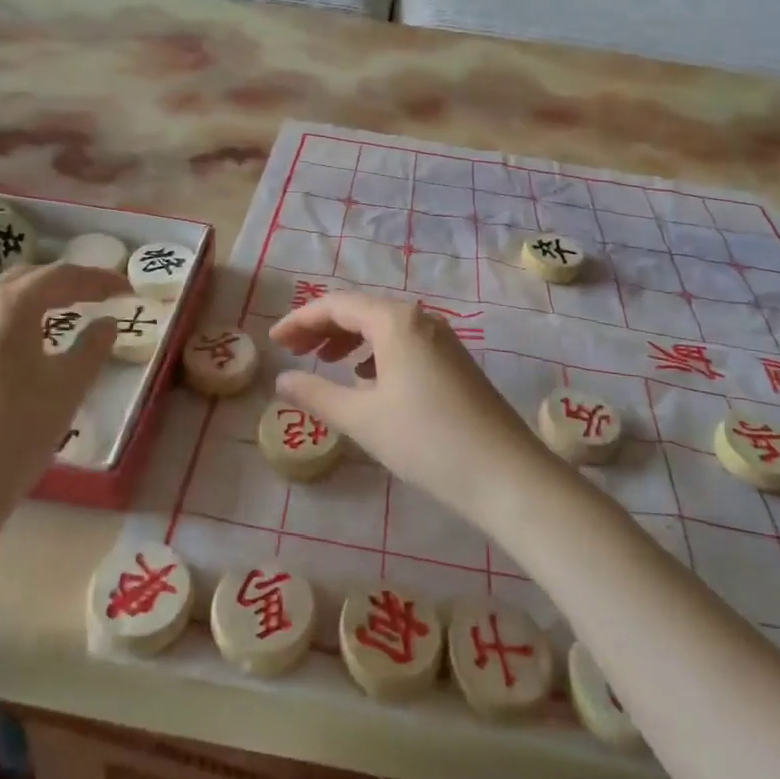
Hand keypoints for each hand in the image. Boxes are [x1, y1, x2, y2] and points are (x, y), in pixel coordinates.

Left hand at [0, 262, 127, 555]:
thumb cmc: (15, 435)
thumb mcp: (67, 389)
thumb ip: (92, 348)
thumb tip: (106, 324)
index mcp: (8, 307)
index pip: (61, 277)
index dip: (98, 279)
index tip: (127, 290)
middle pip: (25, 278)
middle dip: (66, 282)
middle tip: (99, 295)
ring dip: (34, 295)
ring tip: (62, 311)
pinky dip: (9, 316)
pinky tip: (20, 343)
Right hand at [268, 291, 554, 526]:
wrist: (505, 474)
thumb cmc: (426, 440)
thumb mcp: (362, 419)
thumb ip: (316, 395)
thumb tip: (283, 379)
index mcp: (395, 320)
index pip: (336, 304)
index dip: (300, 319)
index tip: (273, 341)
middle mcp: (420, 319)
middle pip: (361, 310)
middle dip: (323, 327)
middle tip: (293, 351)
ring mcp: (442, 340)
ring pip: (384, 327)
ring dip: (349, 339)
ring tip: (325, 363)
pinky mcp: (454, 362)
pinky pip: (404, 344)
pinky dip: (376, 354)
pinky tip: (367, 381)